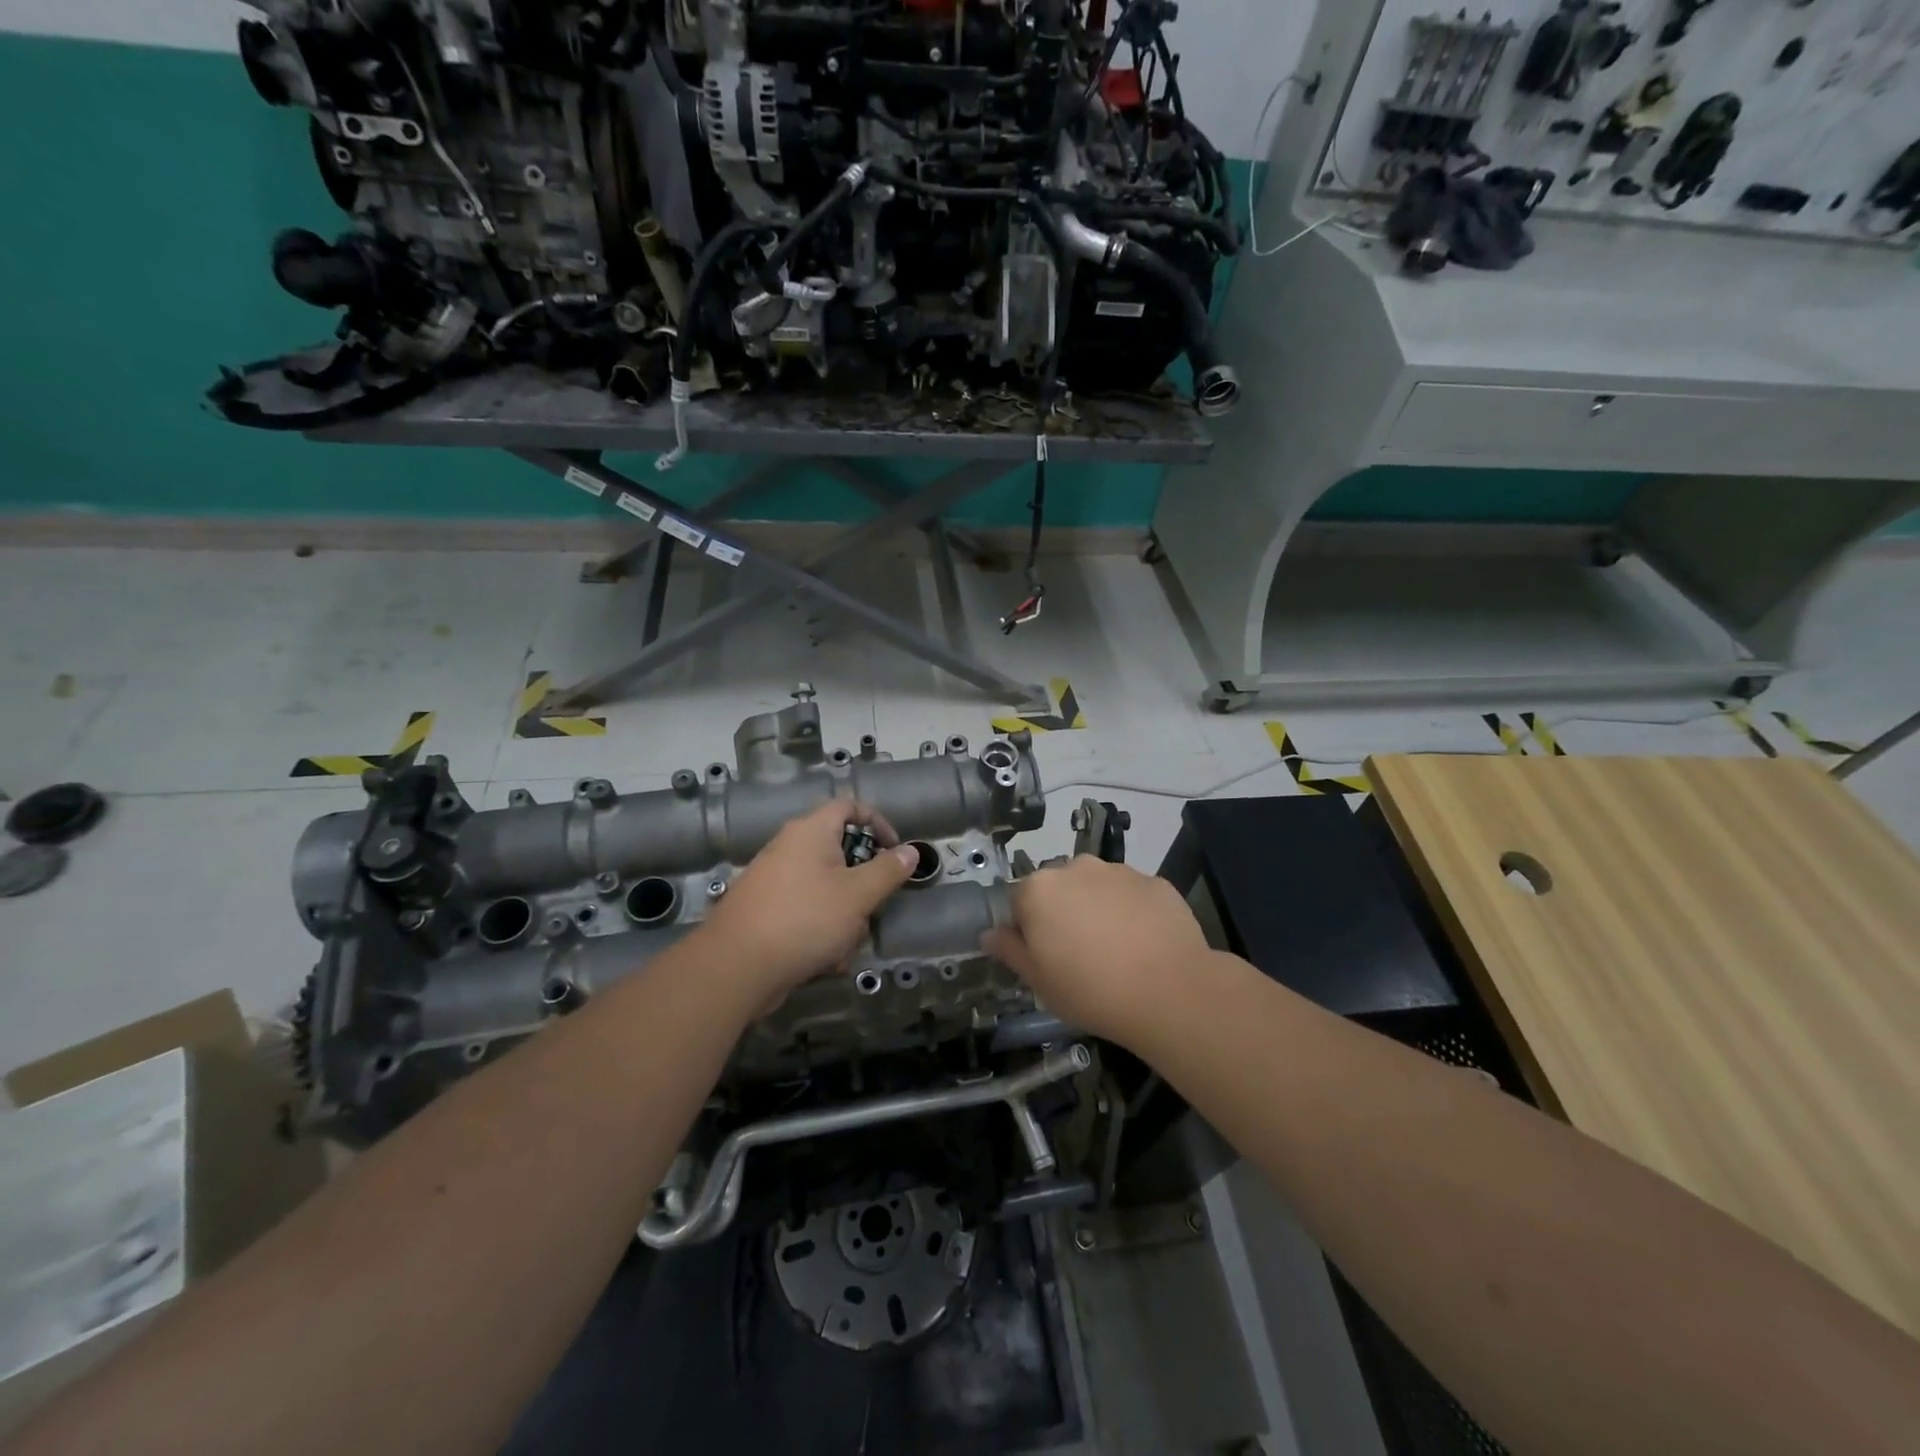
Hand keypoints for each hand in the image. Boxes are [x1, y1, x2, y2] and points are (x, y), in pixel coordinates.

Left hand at [701, 797, 918, 1002]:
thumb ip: (888, 871)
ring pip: (827, 890)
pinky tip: (825, 960)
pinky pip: (806, 913)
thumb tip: (911, 851)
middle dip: (862, 887)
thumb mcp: (858, 895)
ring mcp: (774, 880)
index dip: (877, 823)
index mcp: (810, 831)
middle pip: (840, 854)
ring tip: (844, 945)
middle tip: (871, 908)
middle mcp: (789, 848)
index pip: (849, 807)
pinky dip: (821, 932)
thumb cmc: (805, 919)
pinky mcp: (766, 912)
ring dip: (844, 917)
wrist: (736, 967)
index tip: (896, 852)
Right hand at [983, 857, 1212, 1043]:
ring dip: (1098, 909)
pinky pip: (1133, 895)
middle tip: (1079, 955)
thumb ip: (1010, 950)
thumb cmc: (1090, 990)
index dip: (1029, 931)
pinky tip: (1145, 944)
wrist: (1170, 991)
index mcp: (1039, 889)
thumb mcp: (1038, 981)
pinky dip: (1133, 912)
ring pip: (1097, 888)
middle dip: (1064, 913)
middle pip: (1059, 888)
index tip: (1045, 958)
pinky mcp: (1155, 881)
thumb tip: (989, 933)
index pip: (1019, 902)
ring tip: (1117, 951)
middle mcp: (1076, 867)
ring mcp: (1119, 871)